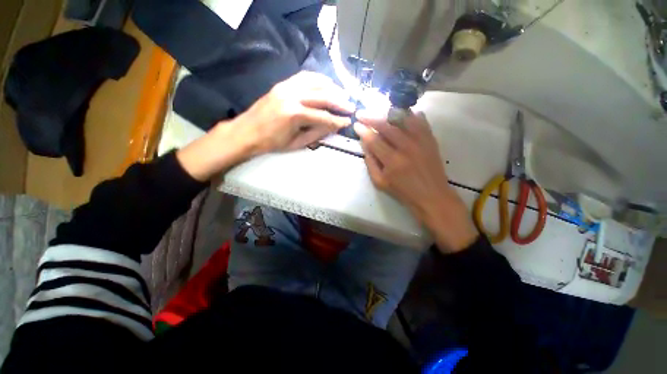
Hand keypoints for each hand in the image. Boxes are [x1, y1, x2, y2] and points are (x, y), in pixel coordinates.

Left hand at [233, 71, 354, 153]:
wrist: (247, 132)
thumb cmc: (272, 143)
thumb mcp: (297, 143)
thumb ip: (317, 133)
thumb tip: (333, 126)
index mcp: (294, 115)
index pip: (323, 117)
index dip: (337, 120)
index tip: (348, 122)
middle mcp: (292, 96)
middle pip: (323, 96)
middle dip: (340, 102)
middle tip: (351, 107)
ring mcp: (286, 87)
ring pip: (316, 82)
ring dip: (332, 88)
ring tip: (343, 95)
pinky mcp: (282, 84)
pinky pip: (304, 76)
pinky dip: (319, 79)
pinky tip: (327, 83)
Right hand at [354, 112, 477, 252]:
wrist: (432, 195)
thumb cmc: (403, 191)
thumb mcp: (380, 182)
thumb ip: (370, 163)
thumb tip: (365, 145)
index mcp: (392, 161)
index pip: (374, 140)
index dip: (363, 130)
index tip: (356, 124)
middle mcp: (406, 147)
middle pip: (386, 125)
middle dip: (371, 117)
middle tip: (362, 113)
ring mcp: (420, 141)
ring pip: (403, 119)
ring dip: (388, 113)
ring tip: (379, 111)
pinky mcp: (430, 139)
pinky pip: (420, 121)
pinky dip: (411, 115)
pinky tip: (404, 113)